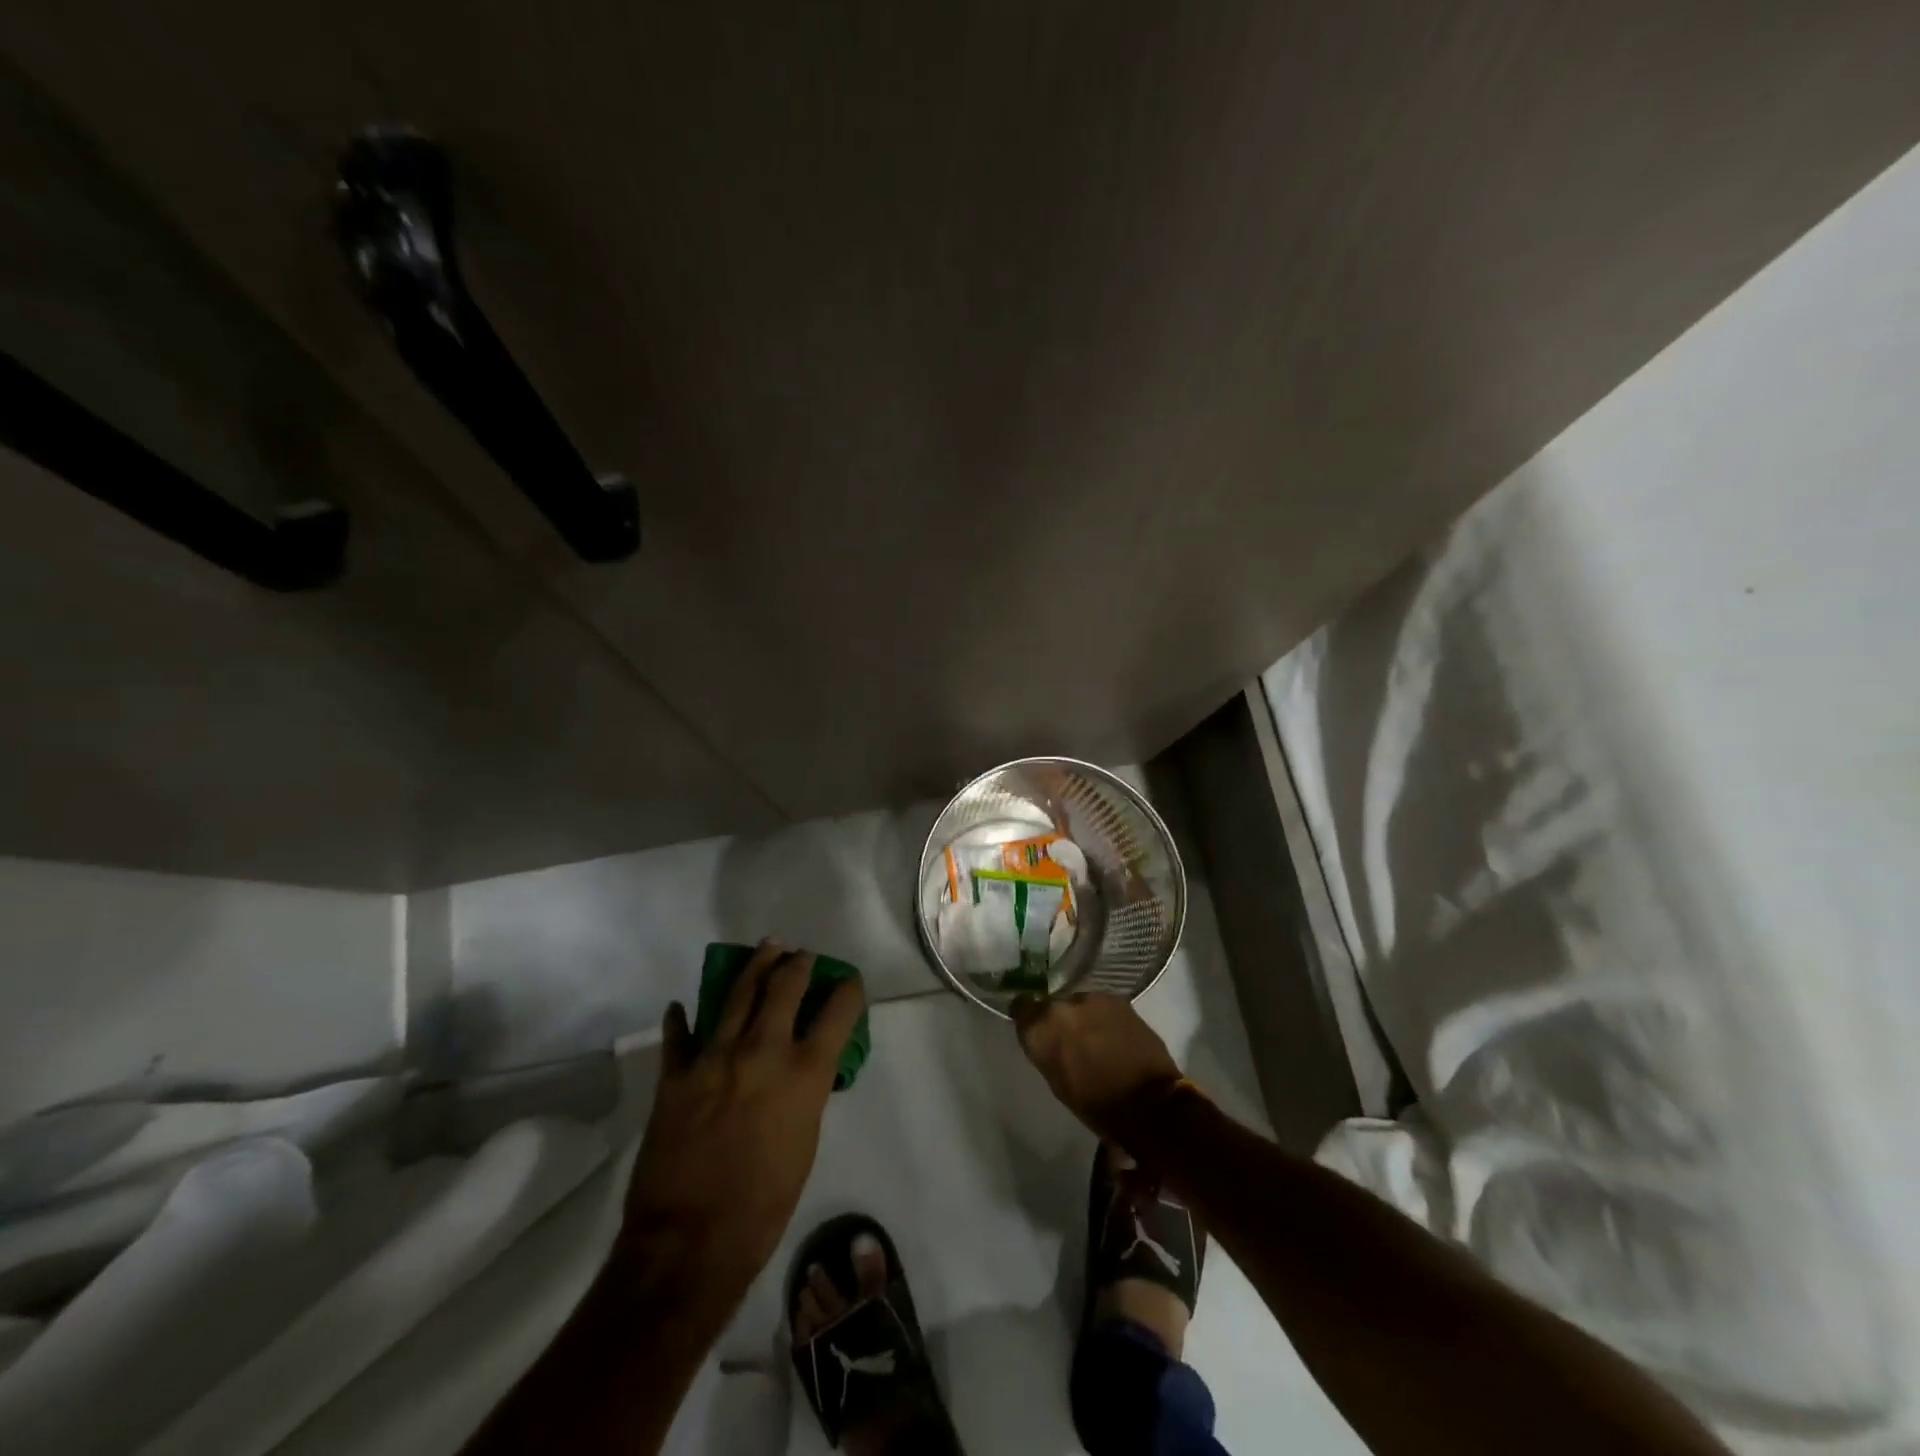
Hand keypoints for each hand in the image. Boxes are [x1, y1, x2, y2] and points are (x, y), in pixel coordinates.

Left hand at [615, 941, 863, 1330]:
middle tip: (801, 955)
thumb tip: (802, 1071)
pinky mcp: (676, 1076)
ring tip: (766, 949)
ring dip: (754, 967)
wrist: (690, 1243)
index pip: (838, 1012)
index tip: (849, 982)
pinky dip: (681, 1019)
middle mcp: (762, 1051)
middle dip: (798, 964)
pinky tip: (681, 1006)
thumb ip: (806, 1094)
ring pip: (736, 994)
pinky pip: (679, 1036)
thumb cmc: (764, 1205)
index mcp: (804, 1073)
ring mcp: (714, 1057)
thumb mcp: (805, 1144)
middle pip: (784, 986)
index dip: (848, 991)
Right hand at [1013, 993, 1181, 1144]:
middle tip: (1069, 1039)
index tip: (1036, 1029)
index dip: (1029, 1018)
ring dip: (1082, 1017)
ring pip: (1078, 1003)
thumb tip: (1048, 1039)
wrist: (1149, 1102)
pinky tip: (1114, 1036)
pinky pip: (1101, 1006)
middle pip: (1051, 1005)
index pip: (1021, 1008)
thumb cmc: (1097, 1105)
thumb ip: (1047, 1051)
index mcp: (1040, 1029)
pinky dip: (1103, 1017)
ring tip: (1095, 1038)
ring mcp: (1091, 998)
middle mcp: (1061, 1006)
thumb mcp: (1058, 1082)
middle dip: (1058, 1020)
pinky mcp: (1118, 999)